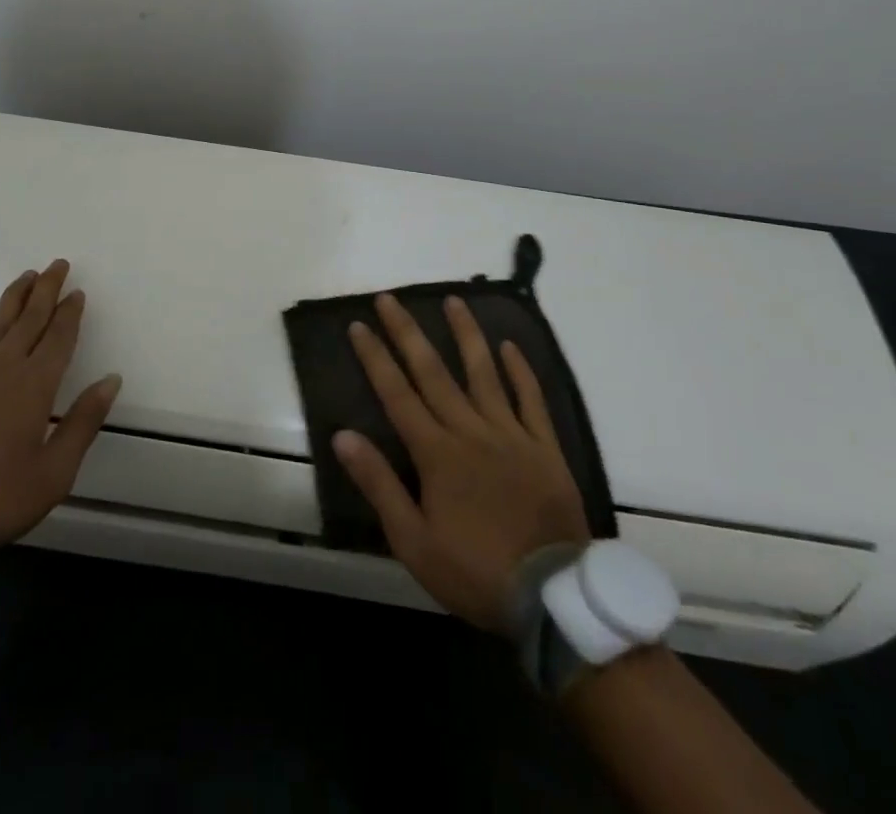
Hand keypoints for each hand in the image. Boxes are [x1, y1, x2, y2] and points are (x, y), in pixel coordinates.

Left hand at [0, 260, 121, 551]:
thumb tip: (111, 380)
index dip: (69, 314)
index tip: (78, 292)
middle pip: (29, 318)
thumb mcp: (53, 472)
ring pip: (0, 322)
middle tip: (57, 264)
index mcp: (34, 384)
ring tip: (28, 277)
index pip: (57, 337)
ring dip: (17, 297)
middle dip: (45, 290)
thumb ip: (83, 422)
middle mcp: (4, 367)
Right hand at [333, 294, 589, 633]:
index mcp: (436, 453)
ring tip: (453, 300)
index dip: (375, 357)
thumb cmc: (475, 571)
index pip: (396, 393)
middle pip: (433, 372)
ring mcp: (511, 434)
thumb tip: (343, 436)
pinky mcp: (544, 447)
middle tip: (390, 298)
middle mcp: (470, 431)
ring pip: (484, 373)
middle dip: (407, 332)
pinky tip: (509, 345)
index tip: (359, 325)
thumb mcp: (414, 542)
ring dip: (465, 334)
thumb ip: (379, 485)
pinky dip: (520, 371)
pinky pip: (531, 400)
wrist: (552, 597)